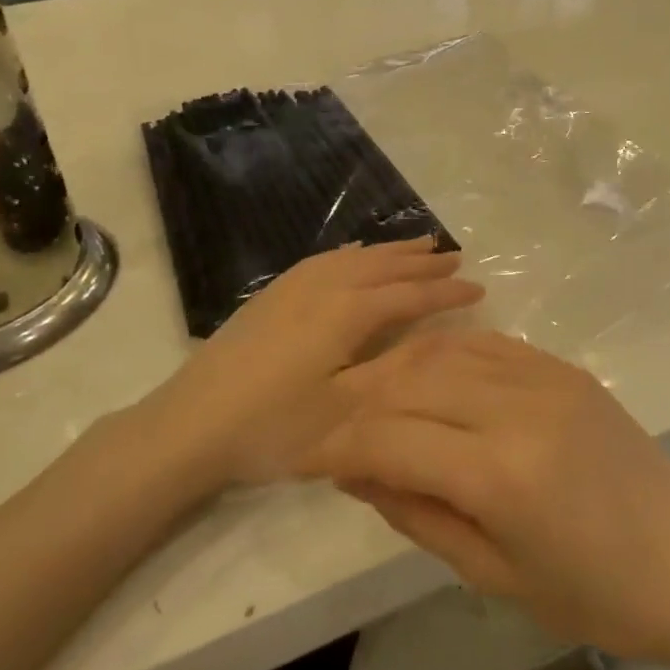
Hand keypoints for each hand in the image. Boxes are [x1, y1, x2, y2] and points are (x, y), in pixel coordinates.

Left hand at [133, 239, 483, 486]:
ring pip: (355, 257)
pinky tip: (356, 253)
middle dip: (423, 261)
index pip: (411, 294)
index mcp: (347, 312)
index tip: (480, 288)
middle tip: (457, 256)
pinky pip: (325, 260)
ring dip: (391, 251)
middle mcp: (325, 287)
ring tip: (419, 243)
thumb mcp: (345, 409)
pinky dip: (353, 253)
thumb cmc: (273, 427)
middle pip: (384, 266)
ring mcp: (294, 287)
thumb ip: (394, 369)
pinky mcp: (272, 295)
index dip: (446, 291)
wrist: (189, 426)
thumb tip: (436, 339)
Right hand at [302, 331, 669, 661]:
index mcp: (500, 473)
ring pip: (443, 351)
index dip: (337, 446)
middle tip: (333, 433)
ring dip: (396, 372)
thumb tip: (356, 470)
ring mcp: (546, 377)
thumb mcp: (492, 573)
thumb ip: (417, 513)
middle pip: (409, 381)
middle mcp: (518, 406)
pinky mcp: (564, 367)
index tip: (306, 460)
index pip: (390, 437)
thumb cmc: (594, 595)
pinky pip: (486, 344)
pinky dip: (444, 354)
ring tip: (371, 404)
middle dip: (358, 405)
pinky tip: (426, 376)